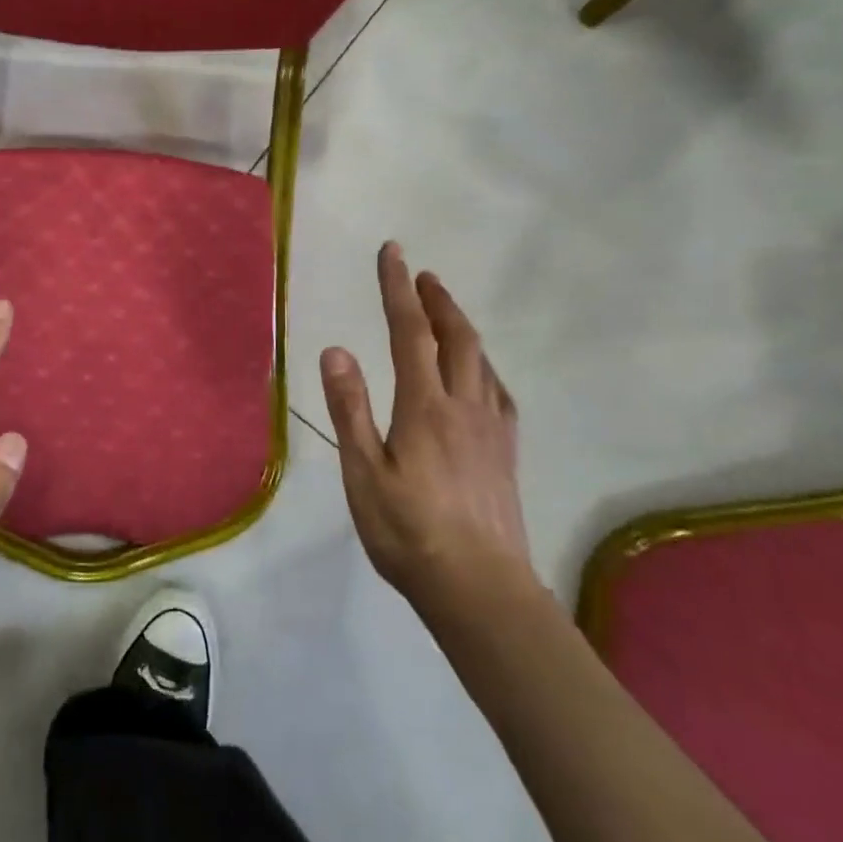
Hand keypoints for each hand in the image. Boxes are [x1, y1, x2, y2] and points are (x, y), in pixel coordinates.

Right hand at [320, 242, 534, 616]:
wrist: (480, 589)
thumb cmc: (409, 532)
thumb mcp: (364, 473)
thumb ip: (350, 408)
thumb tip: (336, 349)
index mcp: (425, 406)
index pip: (411, 332)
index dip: (398, 288)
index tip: (393, 252)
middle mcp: (464, 406)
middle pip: (456, 337)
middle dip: (438, 299)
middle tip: (423, 274)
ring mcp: (492, 429)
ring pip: (482, 360)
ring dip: (462, 326)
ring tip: (446, 311)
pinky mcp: (506, 453)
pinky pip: (498, 391)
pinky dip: (484, 364)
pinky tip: (481, 374)